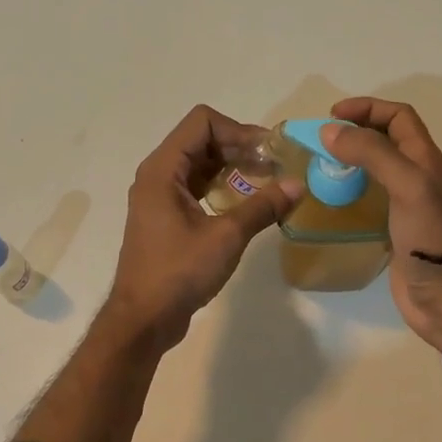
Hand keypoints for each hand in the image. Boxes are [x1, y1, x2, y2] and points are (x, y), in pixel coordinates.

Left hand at [103, 105, 302, 351]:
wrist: (143, 319)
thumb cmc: (179, 272)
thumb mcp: (227, 237)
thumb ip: (262, 206)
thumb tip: (298, 185)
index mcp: (163, 170)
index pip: (202, 122)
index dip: (238, 130)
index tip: (268, 153)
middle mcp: (157, 175)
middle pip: (201, 140)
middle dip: (240, 148)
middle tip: (275, 166)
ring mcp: (159, 197)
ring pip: (200, 164)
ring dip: (232, 168)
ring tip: (267, 182)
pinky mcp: (166, 217)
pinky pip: (196, 187)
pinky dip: (221, 187)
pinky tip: (246, 204)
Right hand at [323, 97, 441, 352]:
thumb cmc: (431, 237)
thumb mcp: (407, 185)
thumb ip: (372, 154)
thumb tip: (330, 132)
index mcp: (423, 159)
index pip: (398, 117)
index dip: (368, 108)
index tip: (332, 116)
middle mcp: (415, 176)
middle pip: (384, 140)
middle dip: (354, 132)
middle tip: (320, 142)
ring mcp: (403, 204)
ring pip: (374, 169)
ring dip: (348, 162)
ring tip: (317, 167)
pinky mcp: (391, 229)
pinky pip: (366, 200)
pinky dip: (347, 192)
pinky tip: (327, 201)